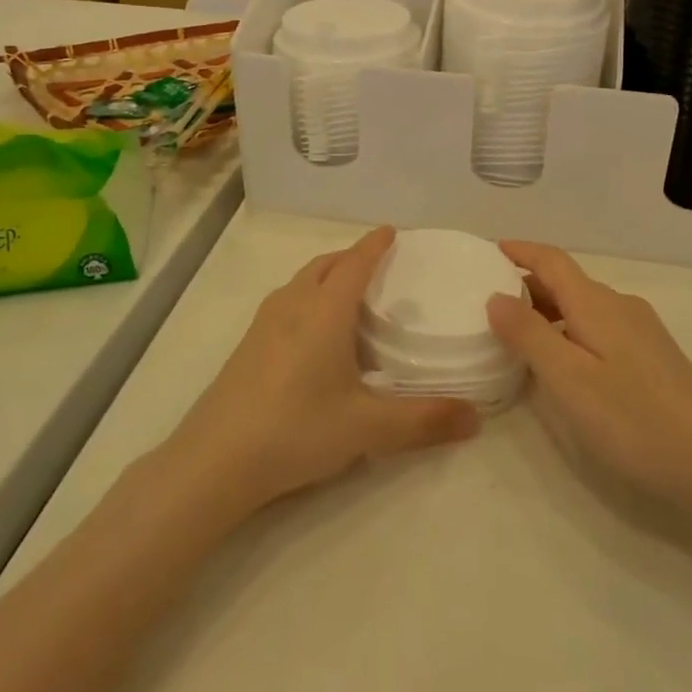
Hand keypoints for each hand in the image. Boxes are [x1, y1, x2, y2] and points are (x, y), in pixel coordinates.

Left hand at [166, 227, 480, 514]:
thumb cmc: (296, 430)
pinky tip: (311, 332)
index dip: (374, 246)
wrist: (214, 461)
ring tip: (347, 292)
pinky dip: (306, 297)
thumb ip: (424, 421)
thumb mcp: (367, 428)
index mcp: (324, 312)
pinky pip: (285, 303)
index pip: (355, 264)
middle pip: (324, 265)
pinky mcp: (247, 347)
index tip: (391, 230)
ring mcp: (263, 325)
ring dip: (325, 275)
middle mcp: (292, 306)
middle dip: (350, 257)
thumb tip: (477, 418)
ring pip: (300, 282)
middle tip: (376, 262)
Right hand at [488, 241, 691, 514]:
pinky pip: (598, 328)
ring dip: (547, 310)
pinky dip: (568, 330)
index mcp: (597, 304)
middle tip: (487, 298)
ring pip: (583, 308)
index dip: (521, 251)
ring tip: (514, 331)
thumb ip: (528, 334)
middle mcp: (620, 307)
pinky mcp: (652, 358)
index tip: (490, 250)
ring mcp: (640, 332)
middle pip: (567, 283)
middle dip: (527, 284)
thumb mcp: (568, 378)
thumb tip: (496, 296)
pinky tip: (560, 361)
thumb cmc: (634, 419)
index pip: (552, 261)